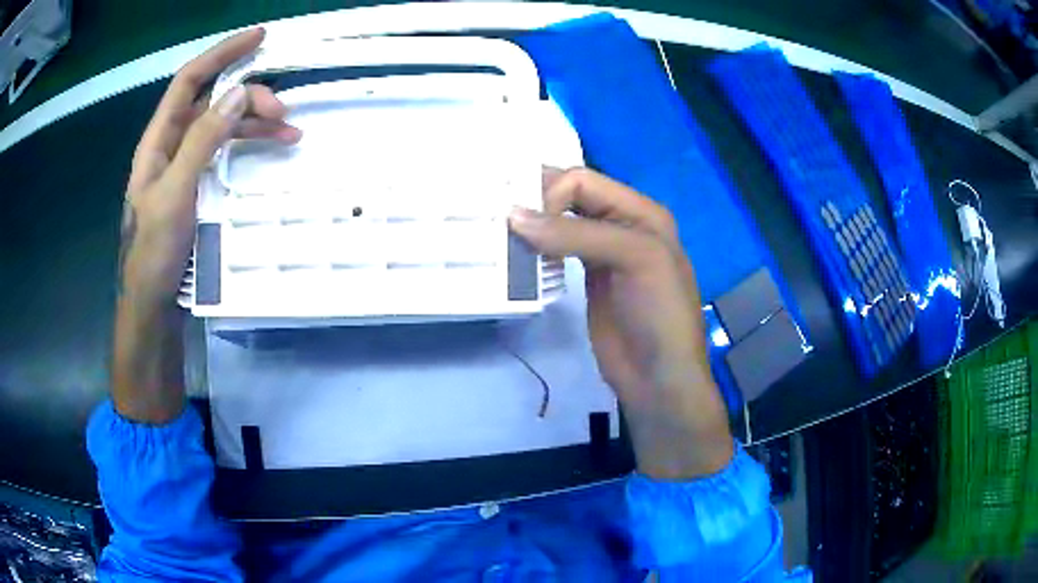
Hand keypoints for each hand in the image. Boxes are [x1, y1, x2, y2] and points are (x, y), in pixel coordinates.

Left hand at [119, 27, 299, 310]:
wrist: (153, 306)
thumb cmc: (155, 254)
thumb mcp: (175, 194)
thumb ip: (203, 141)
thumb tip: (236, 94)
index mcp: (158, 141)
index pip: (189, 81)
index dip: (222, 53)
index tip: (259, 38)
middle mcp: (172, 146)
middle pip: (212, 101)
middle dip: (248, 96)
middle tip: (283, 109)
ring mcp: (185, 167)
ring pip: (223, 126)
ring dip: (254, 122)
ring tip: (289, 129)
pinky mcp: (198, 187)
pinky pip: (226, 152)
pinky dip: (249, 146)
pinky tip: (271, 150)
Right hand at [509, 168, 732, 479]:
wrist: (658, 378)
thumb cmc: (658, 314)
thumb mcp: (635, 259)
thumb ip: (577, 234)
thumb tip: (514, 217)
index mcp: (641, 212)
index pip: (584, 181)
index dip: (550, 193)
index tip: (520, 222)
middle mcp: (622, 224)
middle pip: (571, 196)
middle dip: (537, 201)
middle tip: (499, 217)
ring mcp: (603, 252)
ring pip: (562, 221)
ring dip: (533, 224)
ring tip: (500, 233)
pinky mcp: (587, 277)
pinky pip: (558, 250)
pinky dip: (536, 247)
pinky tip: (517, 253)